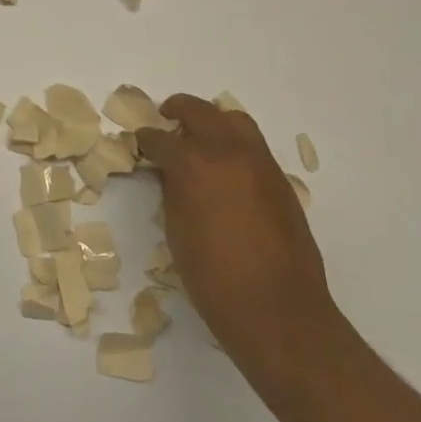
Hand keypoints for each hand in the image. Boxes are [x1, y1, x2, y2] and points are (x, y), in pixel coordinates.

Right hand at [136, 96, 337, 368]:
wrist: (277, 310)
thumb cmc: (213, 277)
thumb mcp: (176, 229)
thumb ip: (172, 191)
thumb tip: (170, 174)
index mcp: (193, 164)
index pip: (160, 139)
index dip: (145, 140)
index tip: (139, 143)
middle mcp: (228, 152)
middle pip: (199, 111)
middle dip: (178, 111)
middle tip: (165, 119)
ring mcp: (259, 163)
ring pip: (234, 120)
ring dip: (212, 121)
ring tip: (200, 137)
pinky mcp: (280, 180)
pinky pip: (253, 146)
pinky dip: (234, 144)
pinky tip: (225, 169)